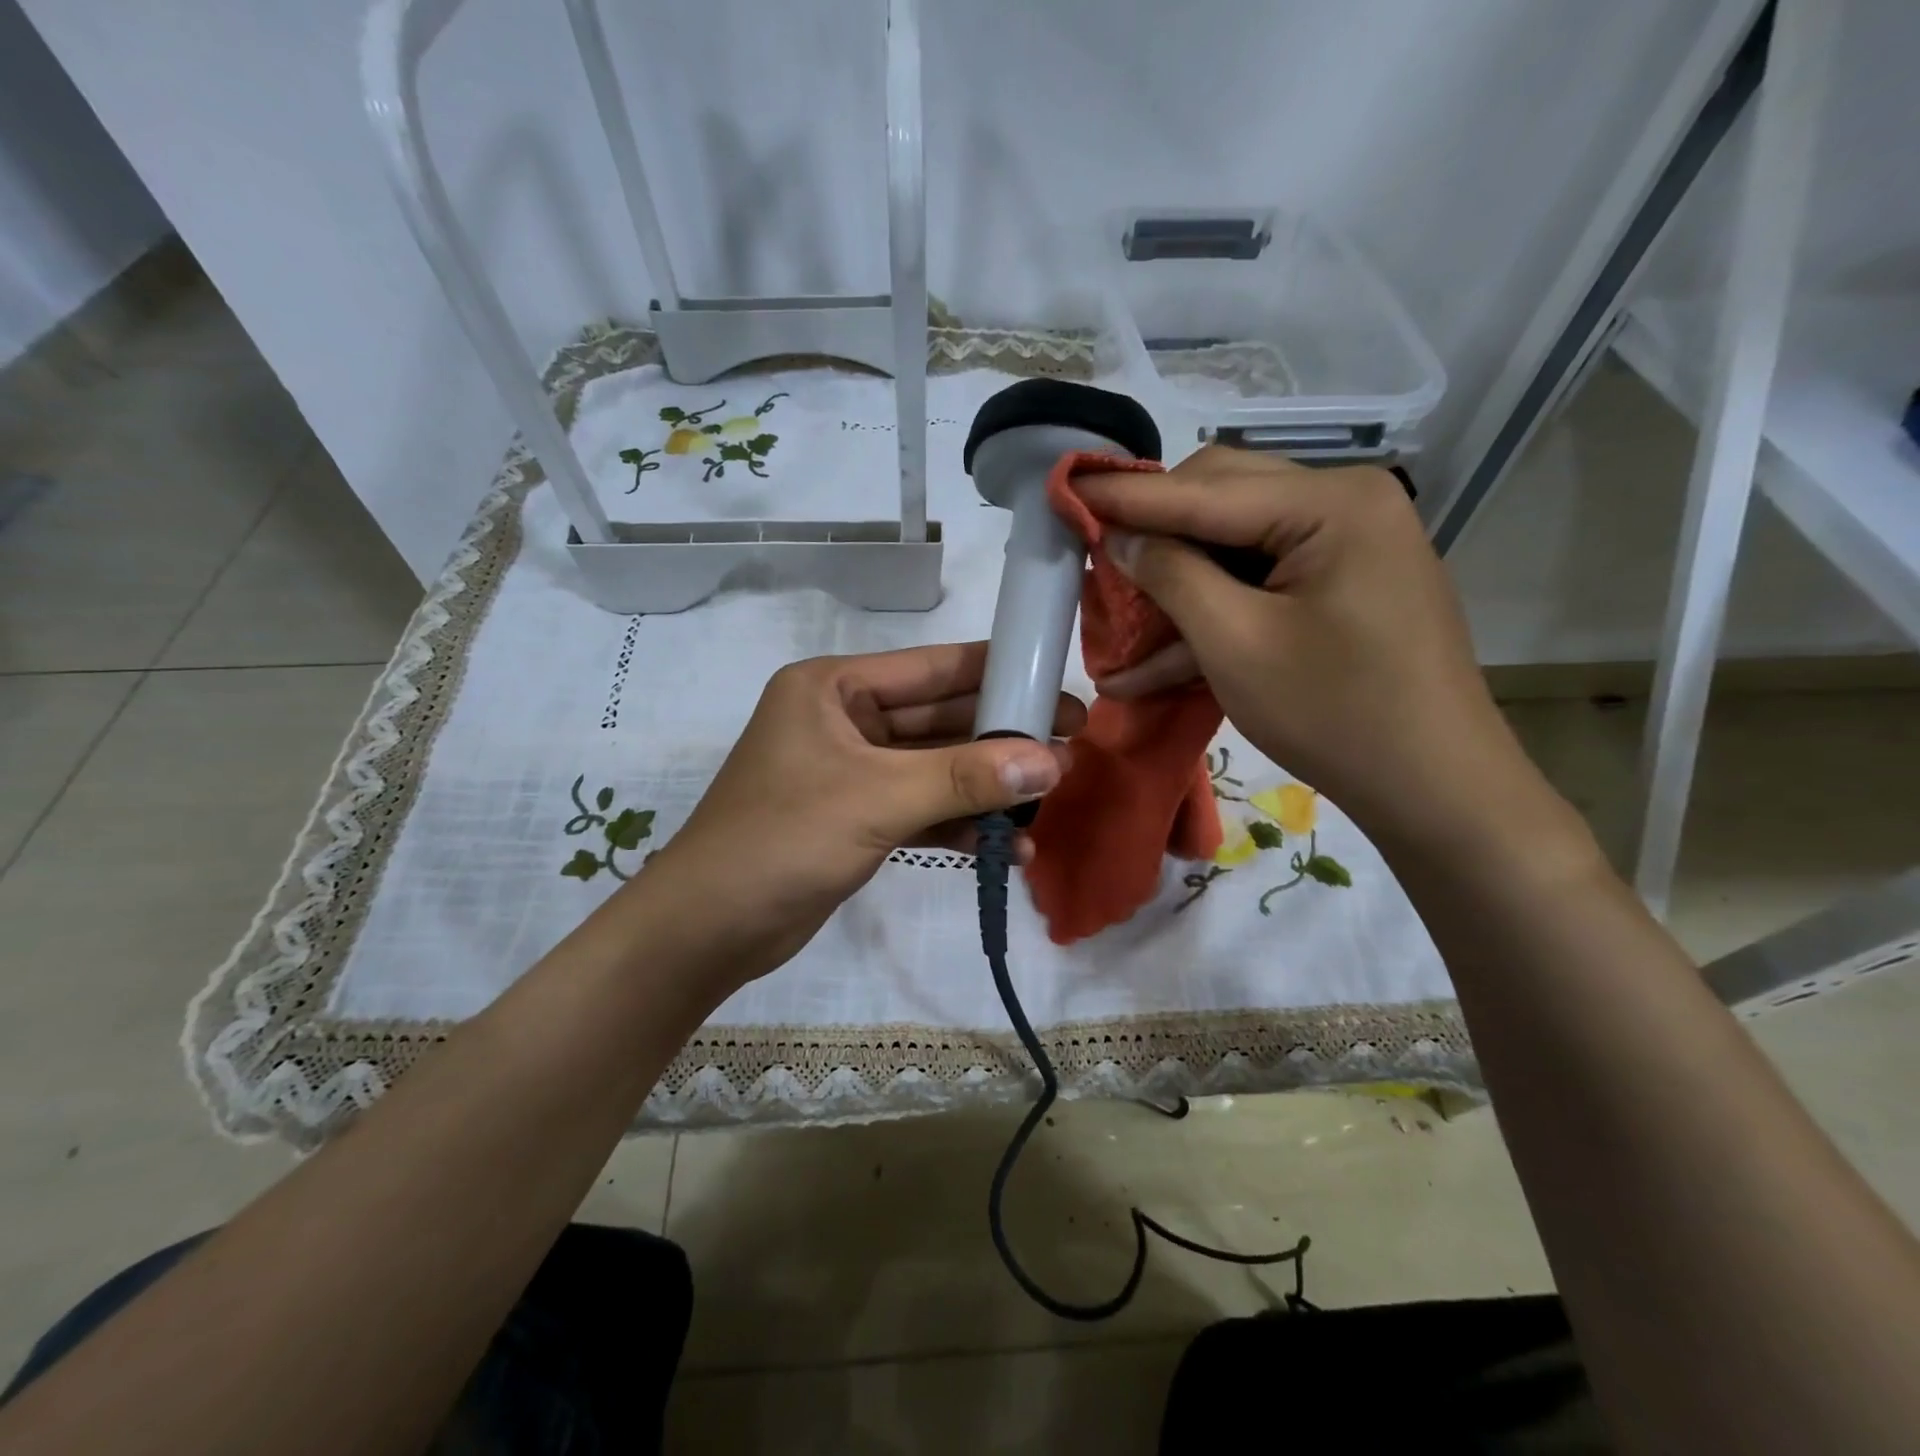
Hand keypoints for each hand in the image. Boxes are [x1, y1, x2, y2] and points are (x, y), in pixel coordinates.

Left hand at [638, 642, 1083, 988]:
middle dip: (1001, 737)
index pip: (932, 668)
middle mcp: (843, 720)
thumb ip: (965, 778)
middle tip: (1070, 745)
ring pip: (934, 768)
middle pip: (939, 719)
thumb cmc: (782, 841)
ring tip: (1050, 800)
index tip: (1056, 685)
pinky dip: (958, 825)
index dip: (998, 674)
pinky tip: (1007, 847)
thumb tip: (1052, 761)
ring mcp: (851, 771)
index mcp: (834, 688)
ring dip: (986, 787)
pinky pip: (920, 809)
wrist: (708, 930)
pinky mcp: (856, 817)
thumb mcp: (878, 800)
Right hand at [1075, 448, 1553, 853]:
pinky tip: (1150, 665)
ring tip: (1111, 619)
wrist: (1434, 788)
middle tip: (1093, 560)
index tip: (1064, 489)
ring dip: (1173, 587)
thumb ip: (1171, 576)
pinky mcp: (1336, 589)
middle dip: (1152, 537)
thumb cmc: (1335, 713)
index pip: (1204, 490)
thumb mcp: (1236, 643)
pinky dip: (1210, 619)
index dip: (1127, 497)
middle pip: (1220, 504)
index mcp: (1331, 503)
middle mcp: (1342, 506)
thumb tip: (1119, 536)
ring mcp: (1343, 548)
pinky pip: (1256, 586)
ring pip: (1231, 548)